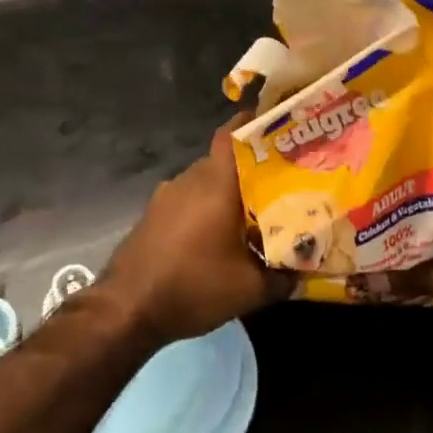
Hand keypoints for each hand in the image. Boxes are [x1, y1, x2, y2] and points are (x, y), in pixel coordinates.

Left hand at [99, 118, 288, 345]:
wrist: (127, 309)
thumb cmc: (193, 286)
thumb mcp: (249, 290)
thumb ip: (282, 279)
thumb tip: (305, 275)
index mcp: (215, 182)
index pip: (232, 133)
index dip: (253, 123)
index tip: (277, 125)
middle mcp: (190, 178)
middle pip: (224, 159)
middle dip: (250, 168)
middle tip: (279, 182)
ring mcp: (167, 195)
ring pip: (205, 181)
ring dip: (225, 191)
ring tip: (252, 211)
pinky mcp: (154, 214)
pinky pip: (188, 199)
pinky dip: (205, 207)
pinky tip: (217, 234)